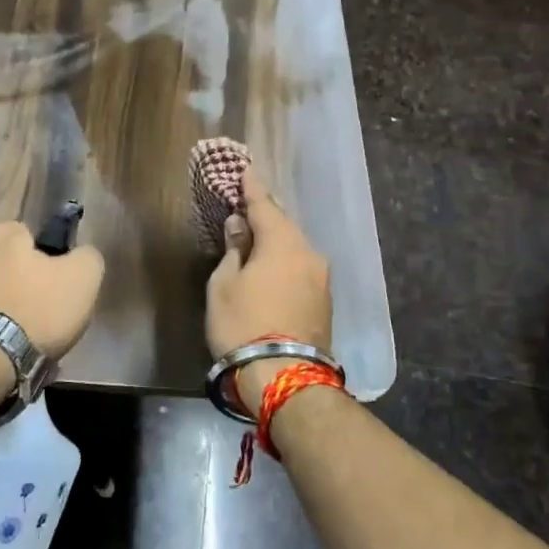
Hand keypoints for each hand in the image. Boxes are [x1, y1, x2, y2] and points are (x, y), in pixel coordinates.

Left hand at [0, 222, 105, 360]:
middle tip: (45, 311)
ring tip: (29, 338)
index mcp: (3, 235)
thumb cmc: (38, 309)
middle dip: (24, 281)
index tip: (58, 281)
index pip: (29, 234)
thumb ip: (87, 256)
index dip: (47, 256)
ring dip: (9, 308)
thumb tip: (81, 255)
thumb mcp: (84, 277)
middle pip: (8, 263)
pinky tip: (10, 350)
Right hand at [205, 169, 331, 411]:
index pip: (264, 205)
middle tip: (248, 203)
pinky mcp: (325, 301)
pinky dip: (285, 261)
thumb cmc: (243, 325)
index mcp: (282, 243)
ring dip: (276, 240)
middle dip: (266, 214)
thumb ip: (233, 250)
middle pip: (284, 226)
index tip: (246, 169)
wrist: (285, 378)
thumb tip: (239, 225)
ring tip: (257, 237)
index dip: (251, 188)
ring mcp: (321, 278)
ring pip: (295, 248)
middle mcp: (308, 253)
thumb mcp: (223, 285)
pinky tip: (272, 266)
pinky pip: (301, 267)